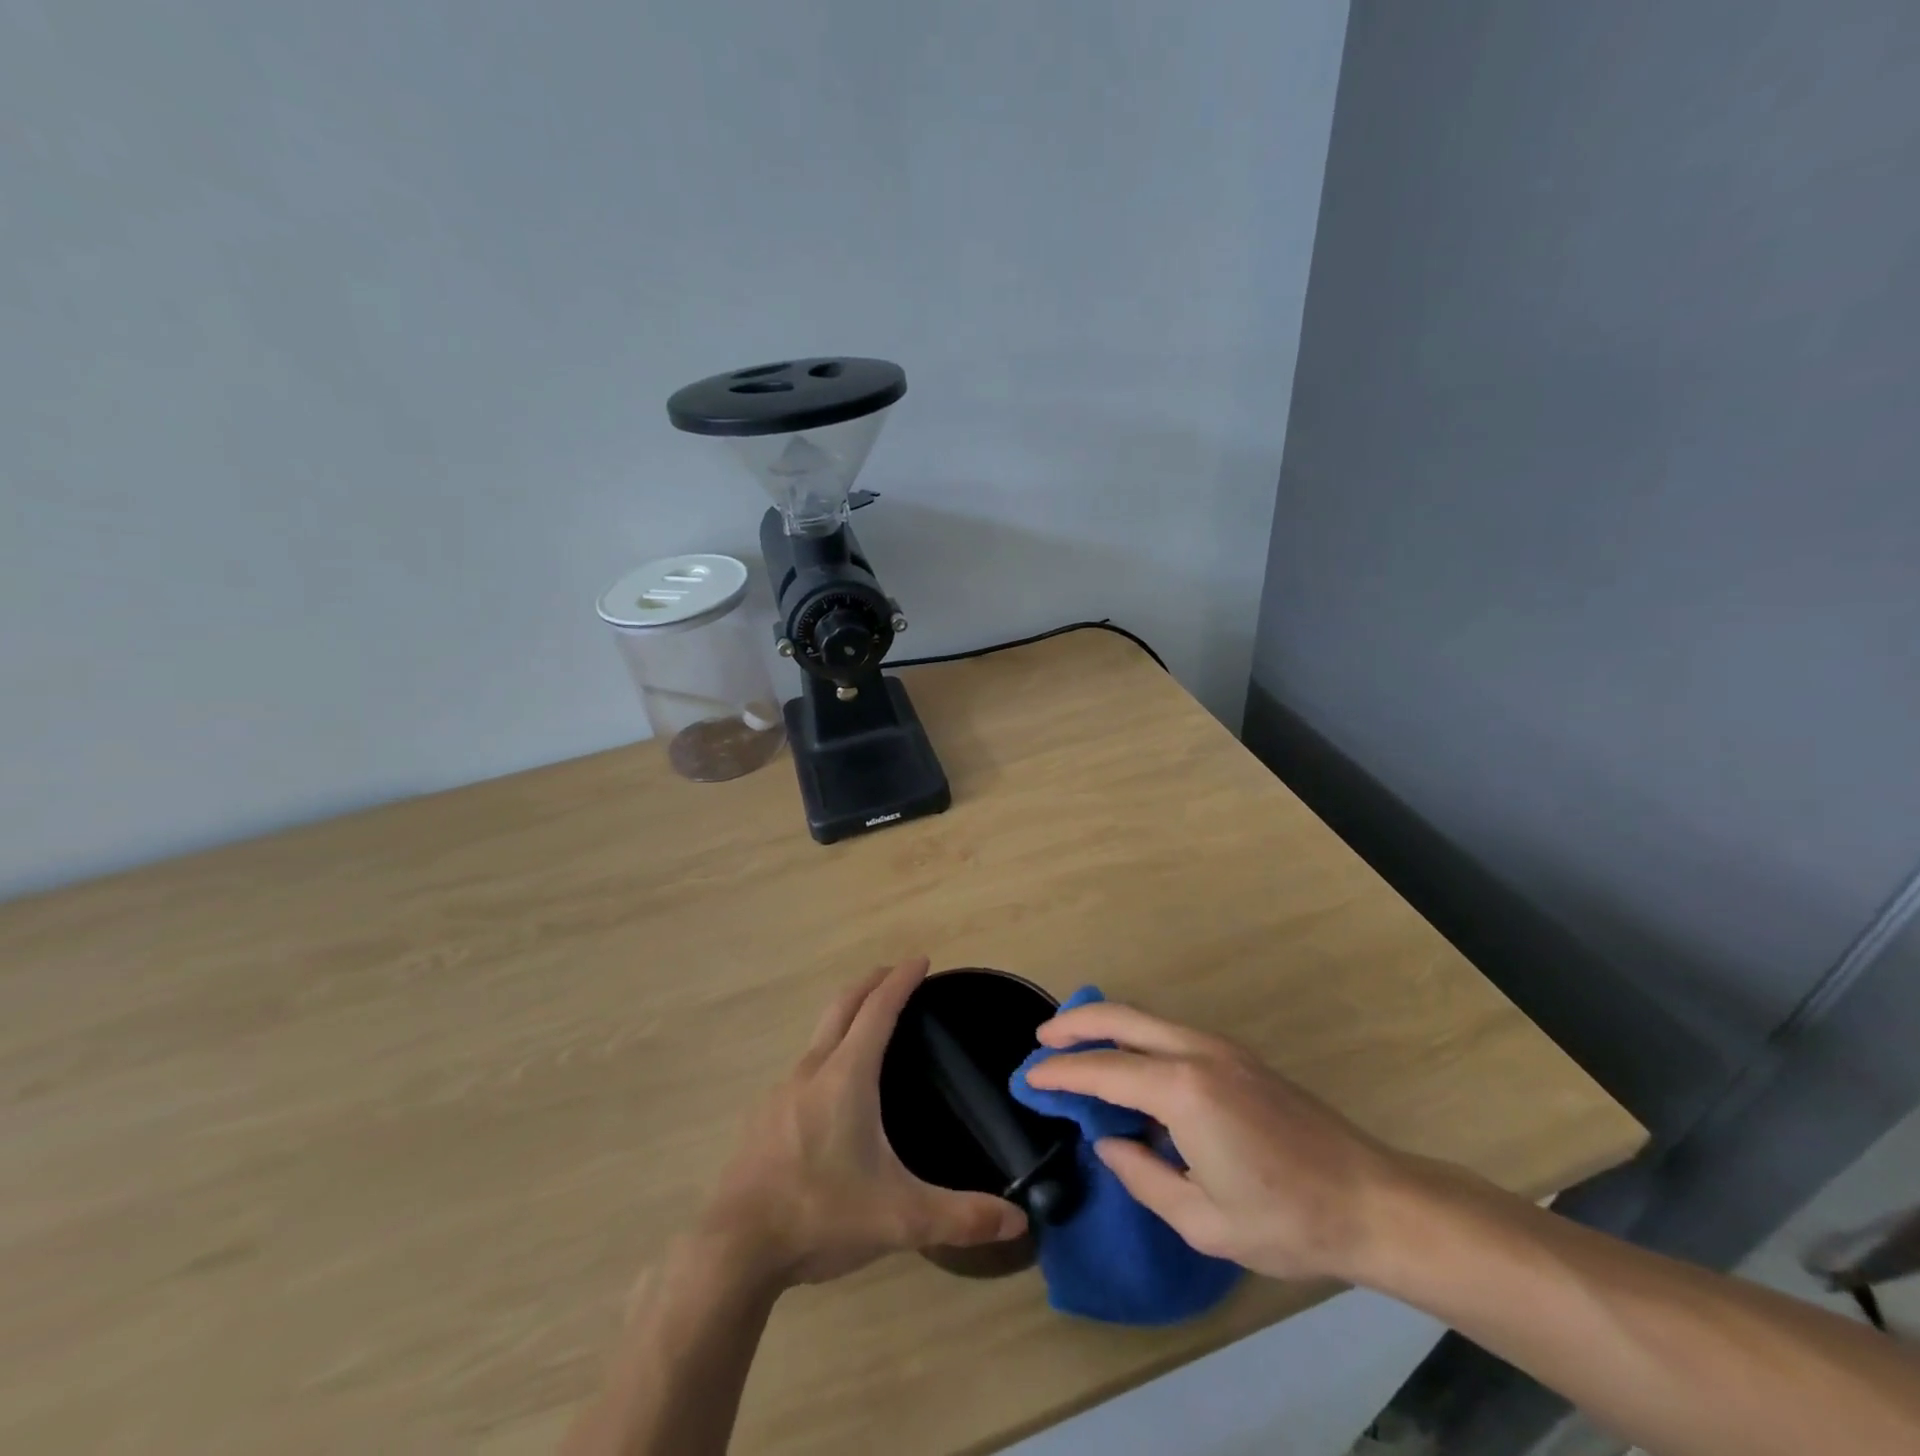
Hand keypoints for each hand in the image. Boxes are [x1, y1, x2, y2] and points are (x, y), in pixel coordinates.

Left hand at [700, 958, 1027, 1287]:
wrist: (733, 1249)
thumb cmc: (820, 1216)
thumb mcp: (900, 1219)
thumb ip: (961, 1217)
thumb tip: (1020, 1221)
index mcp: (847, 1076)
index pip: (878, 1009)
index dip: (901, 980)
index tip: (921, 960)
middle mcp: (812, 1070)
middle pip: (843, 1005)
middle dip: (872, 983)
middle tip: (897, 975)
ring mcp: (782, 1091)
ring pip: (820, 1034)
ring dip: (847, 1015)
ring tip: (870, 1027)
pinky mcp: (764, 1115)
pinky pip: (804, 1065)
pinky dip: (828, 1051)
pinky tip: (834, 1089)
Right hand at [1022, 1001, 1409, 1281]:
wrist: (1372, 1200)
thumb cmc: (1285, 1219)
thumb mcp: (1202, 1219)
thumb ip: (1142, 1175)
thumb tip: (1108, 1143)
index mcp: (1183, 1090)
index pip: (1104, 1071)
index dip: (1061, 1073)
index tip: (1029, 1077)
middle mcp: (1196, 1052)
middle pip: (1121, 1018)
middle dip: (1075, 1023)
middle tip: (1041, 1040)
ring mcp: (1220, 1047)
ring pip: (1146, 1019)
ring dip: (1106, 1025)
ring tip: (1074, 1046)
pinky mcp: (1236, 1055)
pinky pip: (1169, 1033)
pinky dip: (1135, 1037)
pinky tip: (1128, 1066)